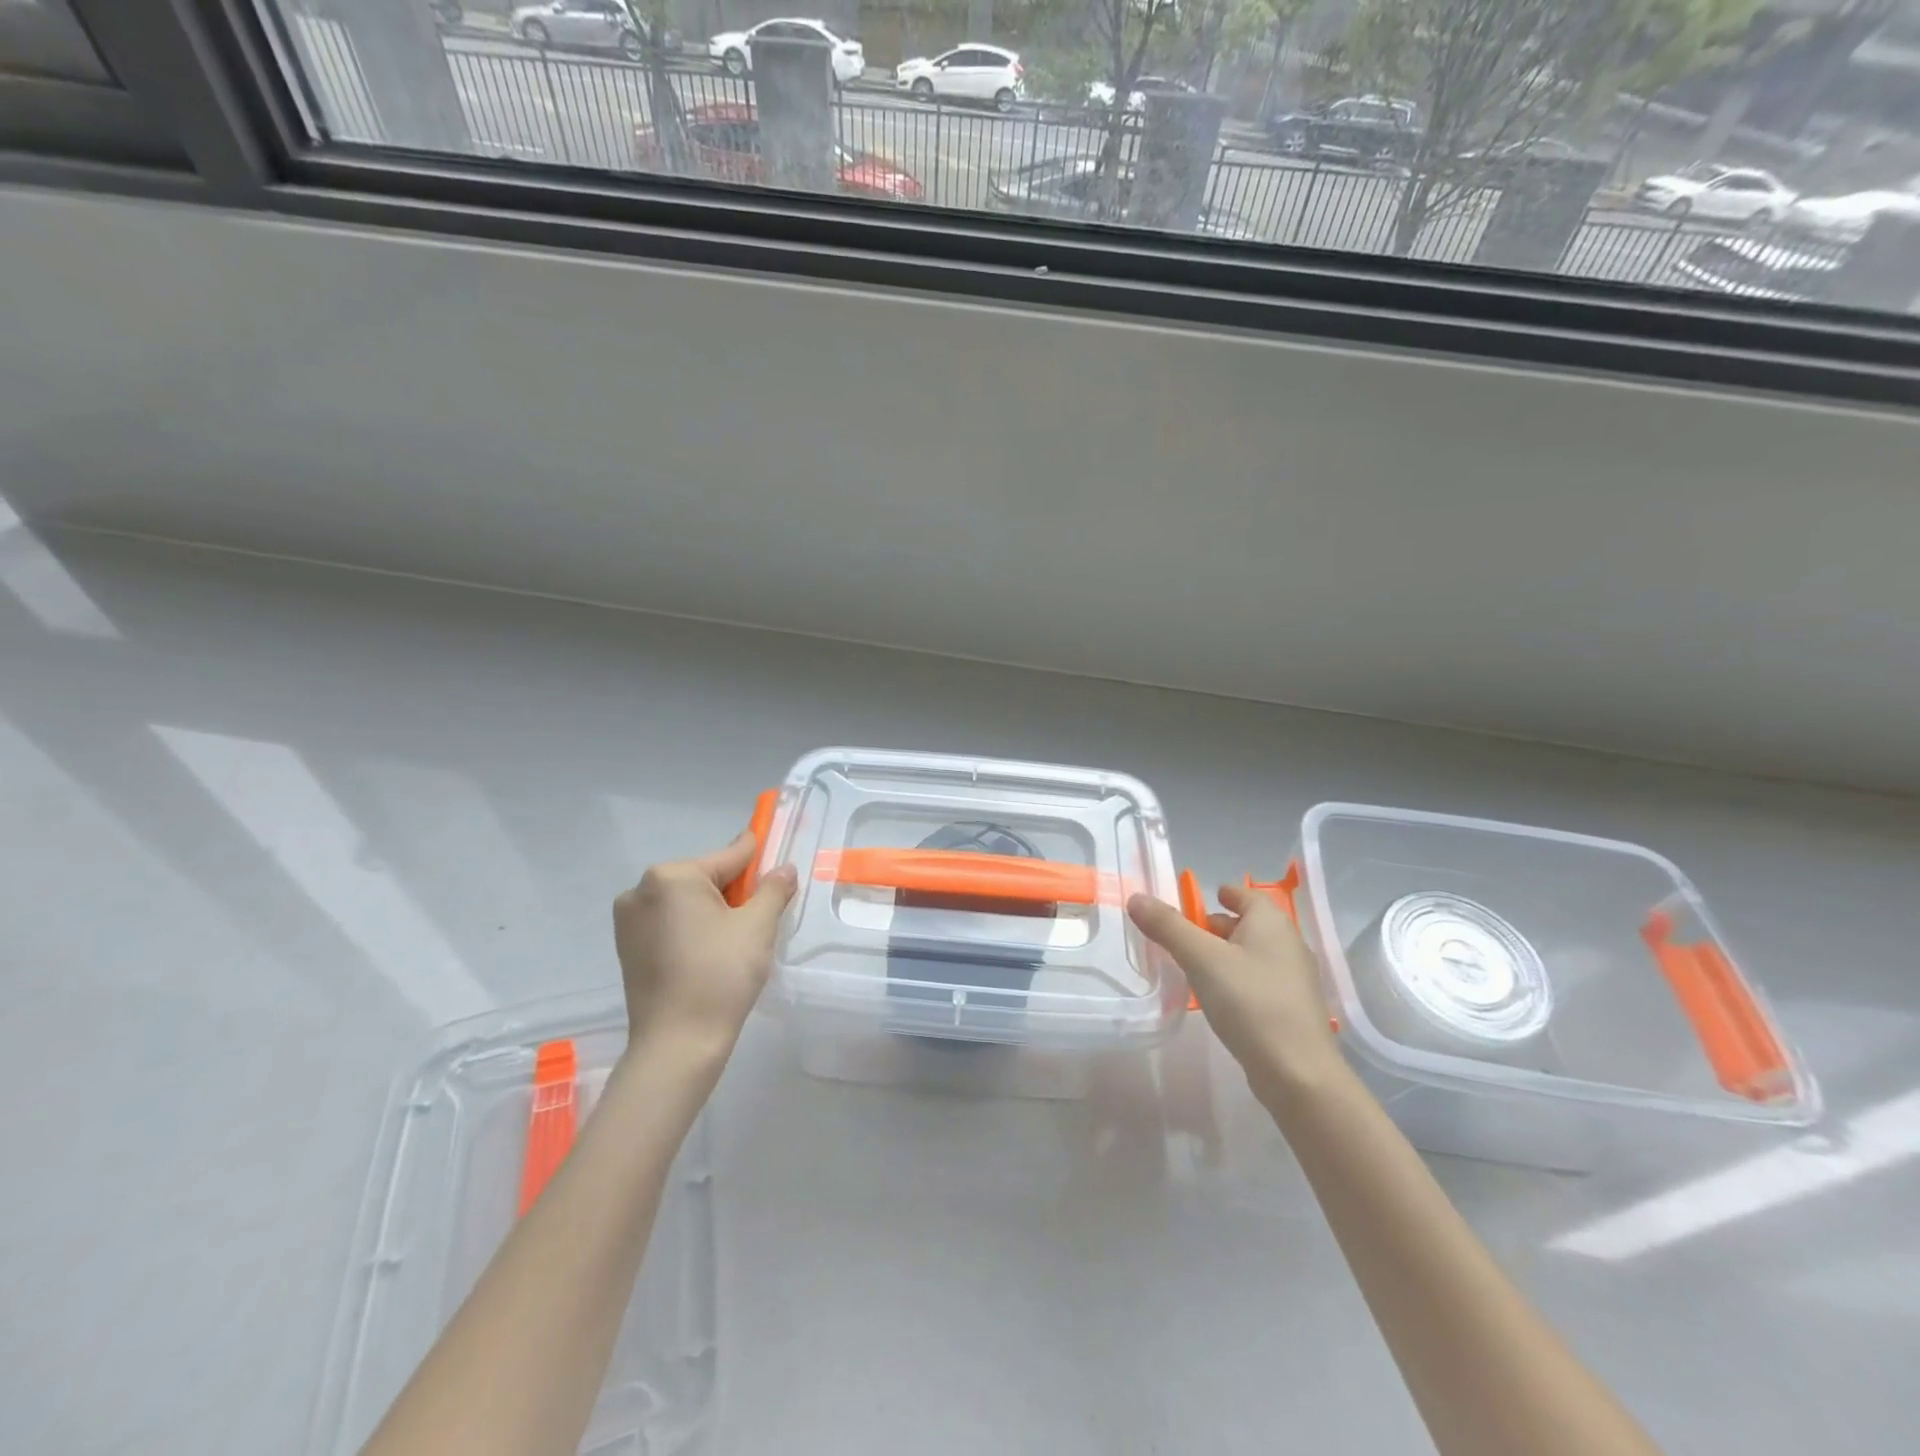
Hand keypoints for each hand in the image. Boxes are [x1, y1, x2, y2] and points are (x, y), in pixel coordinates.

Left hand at [613, 831, 796, 1074]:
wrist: (677, 1044)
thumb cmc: (721, 975)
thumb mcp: (758, 926)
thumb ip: (773, 889)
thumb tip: (784, 868)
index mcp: (672, 876)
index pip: (728, 857)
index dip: (757, 856)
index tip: (772, 846)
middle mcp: (642, 889)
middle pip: (705, 878)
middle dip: (734, 891)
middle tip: (761, 915)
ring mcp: (629, 920)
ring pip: (686, 902)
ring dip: (713, 910)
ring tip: (737, 940)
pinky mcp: (627, 947)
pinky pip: (670, 922)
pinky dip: (693, 928)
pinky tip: (711, 953)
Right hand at [1128, 883, 1341, 1099]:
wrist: (1298, 1073)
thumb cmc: (1249, 1002)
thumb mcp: (1201, 959)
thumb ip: (1168, 926)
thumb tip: (1137, 898)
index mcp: (1271, 923)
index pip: (1247, 896)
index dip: (1224, 894)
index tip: (1200, 899)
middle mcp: (1289, 944)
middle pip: (1249, 925)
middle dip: (1217, 926)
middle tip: (1184, 935)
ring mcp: (1294, 980)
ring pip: (1253, 955)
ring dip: (1225, 955)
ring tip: (1194, 967)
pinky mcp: (1292, 1011)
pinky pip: (1258, 981)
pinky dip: (1236, 980)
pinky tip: (1218, 999)